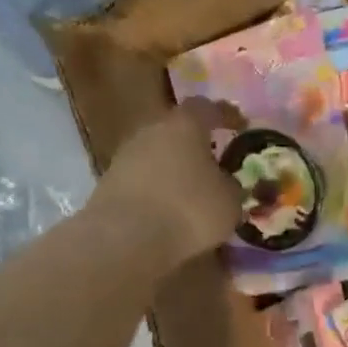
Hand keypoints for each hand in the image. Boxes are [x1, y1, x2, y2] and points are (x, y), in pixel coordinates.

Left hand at [92, 99, 243, 269]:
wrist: (125, 238)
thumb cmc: (188, 210)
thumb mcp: (229, 202)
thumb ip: (230, 186)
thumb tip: (225, 183)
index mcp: (184, 125)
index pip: (206, 108)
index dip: (224, 115)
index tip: (239, 125)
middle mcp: (151, 131)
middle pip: (176, 130)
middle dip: (195, 145)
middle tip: (212, 162)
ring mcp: (125, 156)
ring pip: (156, 156)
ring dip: (173, 170)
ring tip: (190, 193)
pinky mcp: (108, 184)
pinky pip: (141, 181)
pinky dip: (156, 191)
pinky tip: (167, 212)